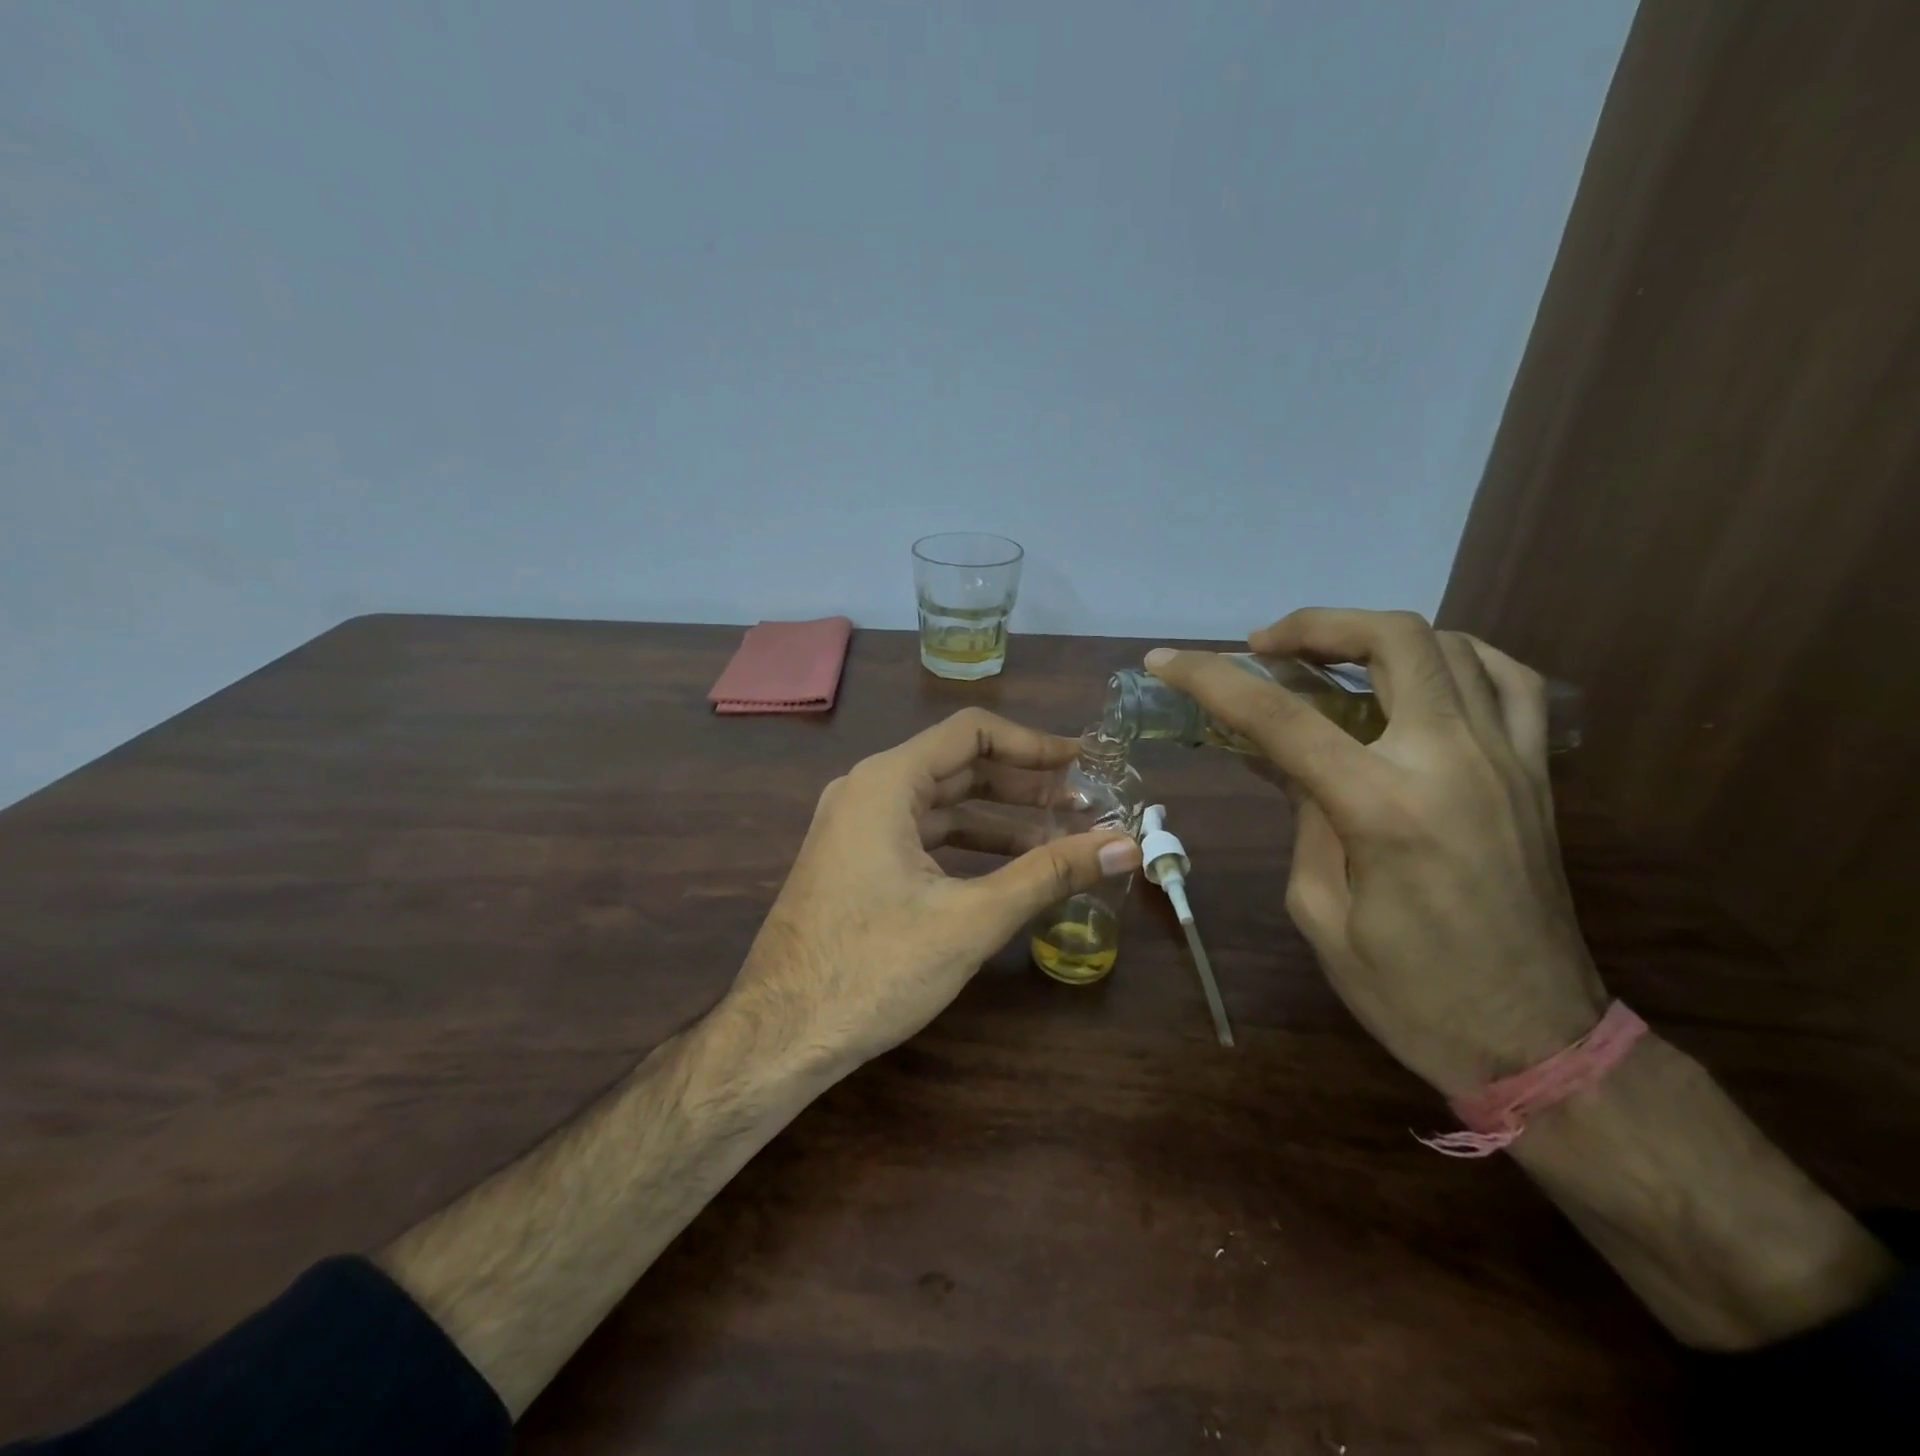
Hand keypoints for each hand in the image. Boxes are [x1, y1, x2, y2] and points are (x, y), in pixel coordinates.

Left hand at [731, 708, 1140, 1073]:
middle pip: (958, 766)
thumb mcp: (971, 919)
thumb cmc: (873, 968)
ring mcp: (855, 827)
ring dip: (999, 818)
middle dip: (1023, 784)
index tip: (1083, 763)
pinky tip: (1009, 868)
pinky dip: (967, 845)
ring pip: (941, 805)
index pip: (972, 733)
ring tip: (1061, 838)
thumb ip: (1049, 873)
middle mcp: (866, 790)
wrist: (780, 1035)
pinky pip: (920, 836)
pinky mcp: (854, 861)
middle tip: (1084, 803)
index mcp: (886, 782)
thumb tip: (1125, 845)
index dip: (1033, 743)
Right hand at [1145, 609, 1605, 1097]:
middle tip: (1264, 646)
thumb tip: (1298, 766)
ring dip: (1374, 635)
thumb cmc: (1409, 993)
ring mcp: (1507, 760)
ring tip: (1329, 656)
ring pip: (1449, 645)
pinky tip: (1419, 673)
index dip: (1212, 679)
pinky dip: (1455, 656)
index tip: (1166, 660)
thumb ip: (1305, 820)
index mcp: (1382, 808)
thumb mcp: (1320, 912)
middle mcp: (1451, 761)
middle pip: (1388, 641)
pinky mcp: (1536, 773)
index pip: (1280, 717)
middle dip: (1312, 625)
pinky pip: (1508, 680)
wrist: (1535, 1041)